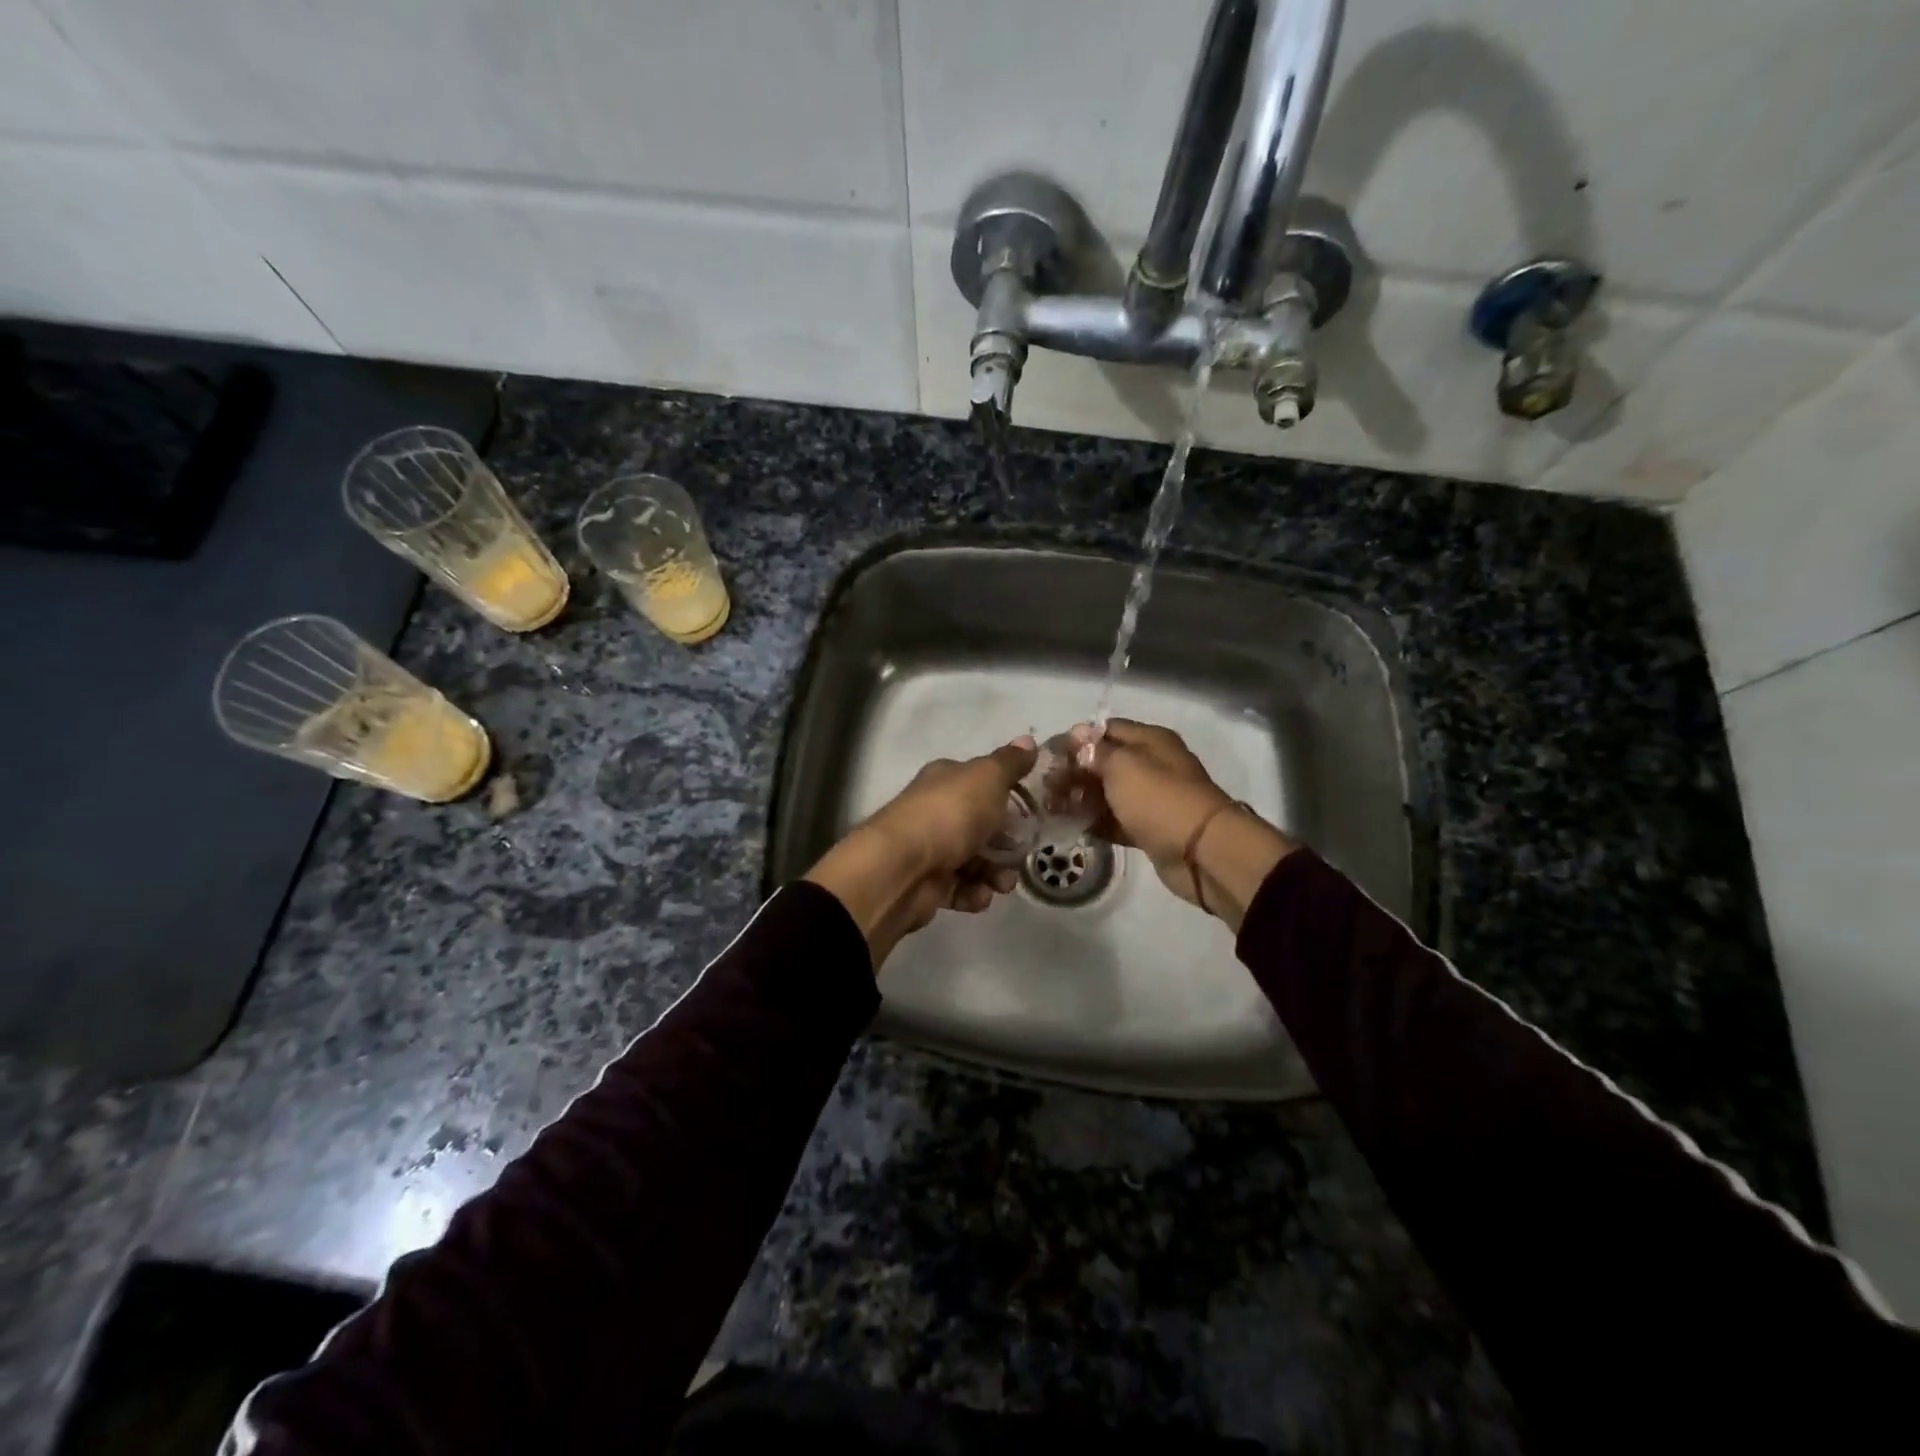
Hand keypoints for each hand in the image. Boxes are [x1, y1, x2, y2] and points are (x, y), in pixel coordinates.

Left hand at [805, 736, 1037, 967]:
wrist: (902, 869)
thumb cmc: (949, 815)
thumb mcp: (988, 779)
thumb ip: (1010, 763)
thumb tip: (1028, 740)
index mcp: (945, 780)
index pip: (980, 783)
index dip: (1006, 796)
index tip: (1030, 813)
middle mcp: (935, 812)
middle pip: (980, 826)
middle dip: (1006, 844)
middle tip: (1021, 855)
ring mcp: (929, 850)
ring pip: (973, 861)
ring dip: (995, 874)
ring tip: (1002, 884)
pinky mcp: (926, 885)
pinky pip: (959, 889)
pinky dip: (973, 894)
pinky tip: (979, 895)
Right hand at [1068, 719, 1294, 928]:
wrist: (1201, 853)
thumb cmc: (1159, 799)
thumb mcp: (1123, 766)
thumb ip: (1097, 752)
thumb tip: (1080, 737)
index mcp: (1150, 741)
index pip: (1106, 729)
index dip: (1078, 739)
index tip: (1050, 755)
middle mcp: (1152, 765)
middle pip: (1106, 762)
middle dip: (1076, 772)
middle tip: (1046, 786)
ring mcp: (1151, 798)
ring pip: (1109, 793)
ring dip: (1082, 799)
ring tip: (1052, 808)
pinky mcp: (1149, 828)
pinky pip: (1116, 820)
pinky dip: (1096, 822)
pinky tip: (1072, 826)